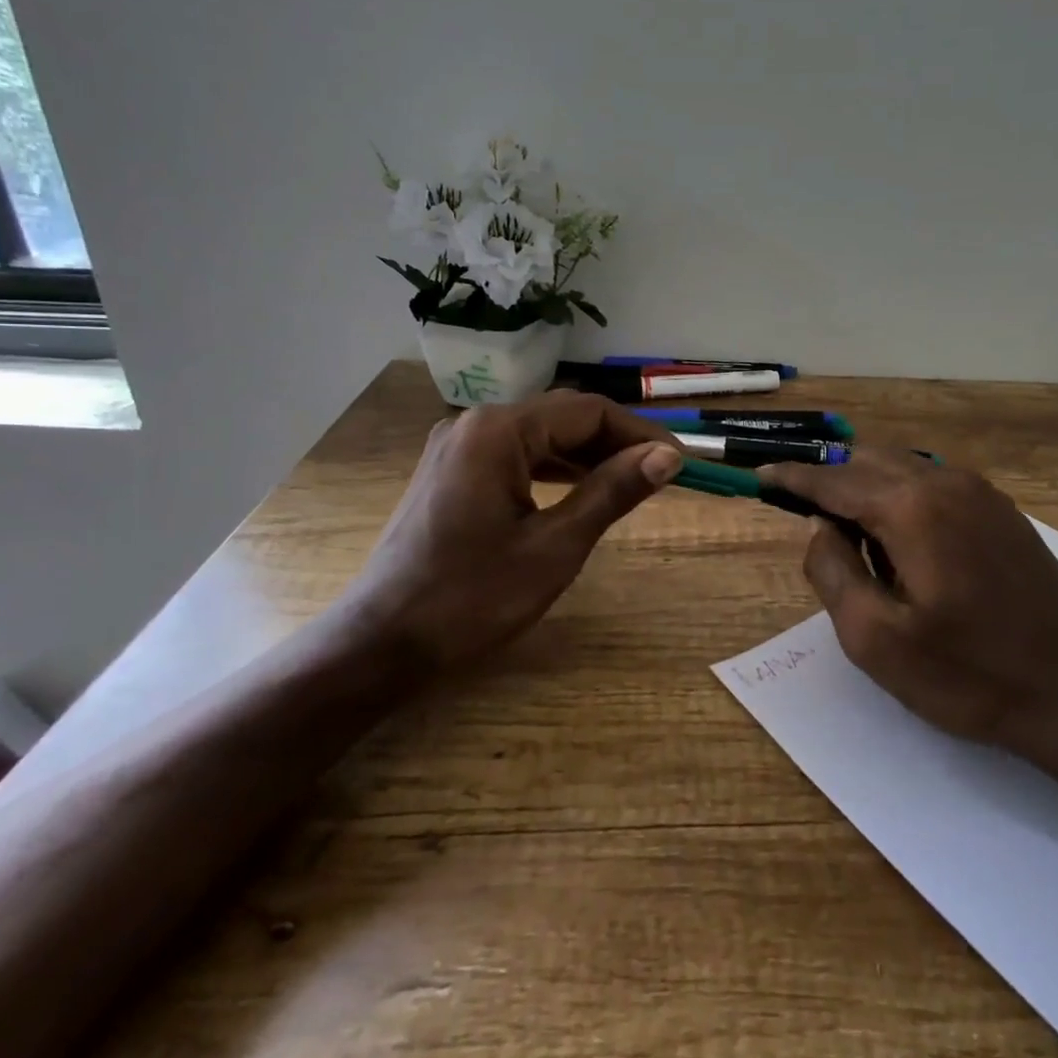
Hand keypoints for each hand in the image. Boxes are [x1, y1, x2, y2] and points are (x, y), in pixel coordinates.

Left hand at [345, 392, 683, 666]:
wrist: (379, 645)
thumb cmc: (471, 599)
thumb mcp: (555, 546)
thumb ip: (612, 491)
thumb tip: (667, 457)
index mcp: (498, 431)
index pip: (588, 412)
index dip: (640, 433)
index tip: (679, 462)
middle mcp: (474, 424)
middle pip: (562, 417)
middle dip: (615, 442)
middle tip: (660, 474)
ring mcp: (456, 447)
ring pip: (538, 435)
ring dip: (585, 455)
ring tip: (629, 482)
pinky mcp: (448, 472)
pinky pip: (513, 455)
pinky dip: (552, 468)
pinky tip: (577, 490)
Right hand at [761, 450, 1057, 762]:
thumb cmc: (967, 674)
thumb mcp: (875, 639)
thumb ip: (832, 571)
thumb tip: (819, 528)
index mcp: (911, 507)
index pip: (834, 480)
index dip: (793, 478)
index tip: (761, 475)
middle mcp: (945, 482)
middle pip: (868, 461)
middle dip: (830, 480)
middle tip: (804, 514)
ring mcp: (981, 493)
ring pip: (903, 468)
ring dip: (867, 489)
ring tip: (853, 538)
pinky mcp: (1002, 511)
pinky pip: (934, 484)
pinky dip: (902, 496)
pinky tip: (902, 541)